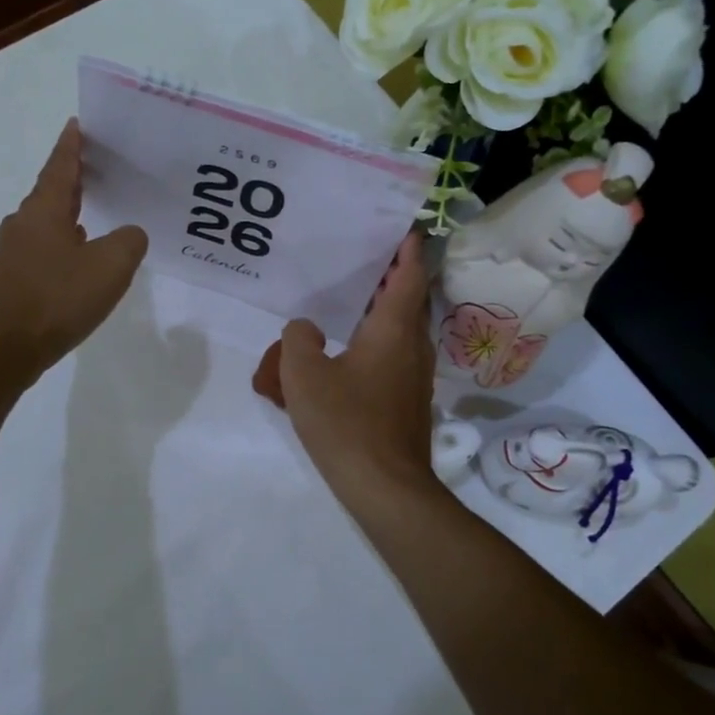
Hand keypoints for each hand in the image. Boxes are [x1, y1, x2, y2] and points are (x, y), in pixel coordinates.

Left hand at [0, 119, 147, 381]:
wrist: (6, 348)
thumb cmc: (58, 298)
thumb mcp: (111, 266)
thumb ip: (129, 241)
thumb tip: (129, 235)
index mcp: (45, 210)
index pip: (61, 166)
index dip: (72, 145)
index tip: (77, 125)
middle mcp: (24, 224)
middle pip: (52, 191)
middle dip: (73, 178)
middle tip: (97, 166)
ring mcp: (14, 253)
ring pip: (46, 222)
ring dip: (69, 213)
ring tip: (94, 211)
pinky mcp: (12, 280)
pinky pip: (43, 249)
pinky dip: (63, 243)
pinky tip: (78, 258)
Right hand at [252, 230, 441, 515]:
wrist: (385, 486)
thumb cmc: (346, 422)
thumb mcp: (304, 374)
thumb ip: (299, 339)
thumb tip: (306, 329)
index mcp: (393, 330)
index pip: (409, 276)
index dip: (408, 249)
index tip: (404, 228)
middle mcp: (412, 347)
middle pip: (409, 300)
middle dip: (393, 278)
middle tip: (365, 259)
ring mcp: (415, 377)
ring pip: (404, 330)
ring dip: (385, 311)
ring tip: (352, 301)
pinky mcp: (409, 401)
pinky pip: (396, 356)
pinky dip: (379, 341)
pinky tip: (349, 352)